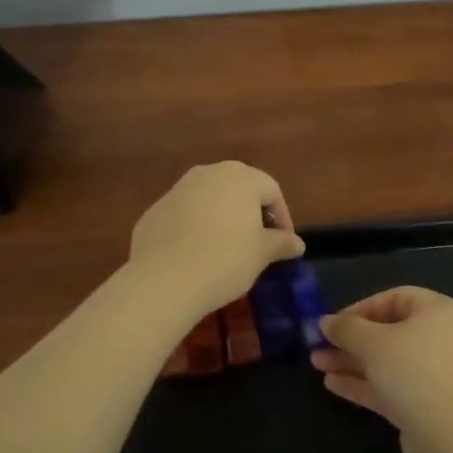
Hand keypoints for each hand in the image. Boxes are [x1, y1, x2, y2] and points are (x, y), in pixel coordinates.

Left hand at [128, 162, 304, 319]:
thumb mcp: (261, 254)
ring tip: (226, 247)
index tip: (284, 244)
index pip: (271, 191)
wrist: (164, 279)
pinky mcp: (156, 209)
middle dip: (252, 212)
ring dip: (222, 216)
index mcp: (241, 178)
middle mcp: (210, 173)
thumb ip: (281, 243)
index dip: (282, 218)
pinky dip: (195, 227)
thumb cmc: (225, 260)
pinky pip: (185, 213)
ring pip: (210, 198)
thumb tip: (297, 243)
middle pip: (240, 187)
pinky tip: (196, 254)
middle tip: (258, 241)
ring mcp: (179, 188)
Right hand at [311, 286, 452, 452]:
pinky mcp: (428, 404)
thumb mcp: (373, 342)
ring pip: (388, 361)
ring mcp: (437, 373)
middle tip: (319, 345)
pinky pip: (393, 385)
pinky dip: (366, 383)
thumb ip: (346, 328)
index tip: (334, 323)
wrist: (449, 437)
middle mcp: (442, 337)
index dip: (361, 308)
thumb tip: (325, 321)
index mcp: (439, 311)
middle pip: (390, 331)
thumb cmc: (413, 371)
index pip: (395, 298)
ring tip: (317, 365)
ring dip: (353, 362)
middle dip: (352, 340)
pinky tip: (333, 385)